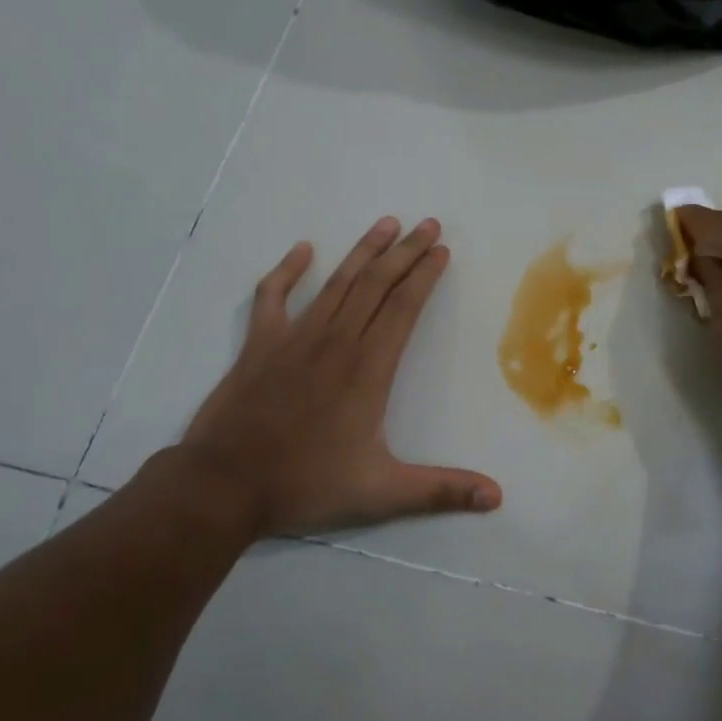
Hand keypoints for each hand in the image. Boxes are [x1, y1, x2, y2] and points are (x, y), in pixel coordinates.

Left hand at [178, 217, 501, 539]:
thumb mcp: (382, 493)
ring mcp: (294, 338)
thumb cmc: (306, 484)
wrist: (223, 486)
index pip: (404, 308)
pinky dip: (287, 270)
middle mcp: (336, 341)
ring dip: (363, 250)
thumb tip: (497, 497)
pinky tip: (302, 250)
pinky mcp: (260, 344)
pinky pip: (273, 296)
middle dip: (405, 252)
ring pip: (337, 282)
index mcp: (368, 369)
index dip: (425, 276)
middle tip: (428, 224)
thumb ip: (441, 490)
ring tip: (386, 223)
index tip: (442, 250)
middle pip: (377, 284)